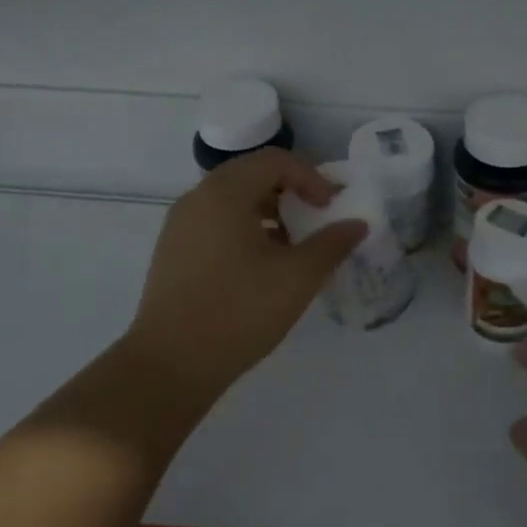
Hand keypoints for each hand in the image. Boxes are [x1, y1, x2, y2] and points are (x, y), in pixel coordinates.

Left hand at [125, 149, 366, 401]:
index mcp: (224, 193)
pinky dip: (246, 230)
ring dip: (269, 212)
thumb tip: (357, 225)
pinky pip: (216, 223)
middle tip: (316, 219)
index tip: (331, 208)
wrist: (169, 366)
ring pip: (233, 201)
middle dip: (291, 192)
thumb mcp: (297, 278)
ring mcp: (180, 226)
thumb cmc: (238, 312)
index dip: (311, 177)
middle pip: (252, 175)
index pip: (275, 161)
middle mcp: (197, 199)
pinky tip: (262, 267)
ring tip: (293, 247)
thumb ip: (332, 244)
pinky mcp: (173, 252)